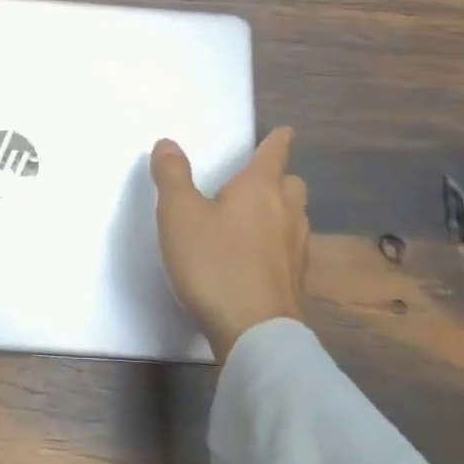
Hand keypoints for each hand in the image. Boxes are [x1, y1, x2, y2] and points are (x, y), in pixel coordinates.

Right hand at [150, 128, 308, 361]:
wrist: (255, 333)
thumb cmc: (215, 263)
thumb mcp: (179, 214)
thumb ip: (172, 176)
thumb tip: (167, 143)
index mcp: (260, 189)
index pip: (274, 153)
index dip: (278, 140)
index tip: (286, 131)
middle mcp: (286, 213)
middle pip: (292, 185)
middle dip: (279, 177)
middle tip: (259, 180)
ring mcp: (296, 250)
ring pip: (294, 217)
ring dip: (280, 211)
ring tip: (254, 218)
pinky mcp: (296, 282)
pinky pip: (289, 249)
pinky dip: (276, 243)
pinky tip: (257, 257)